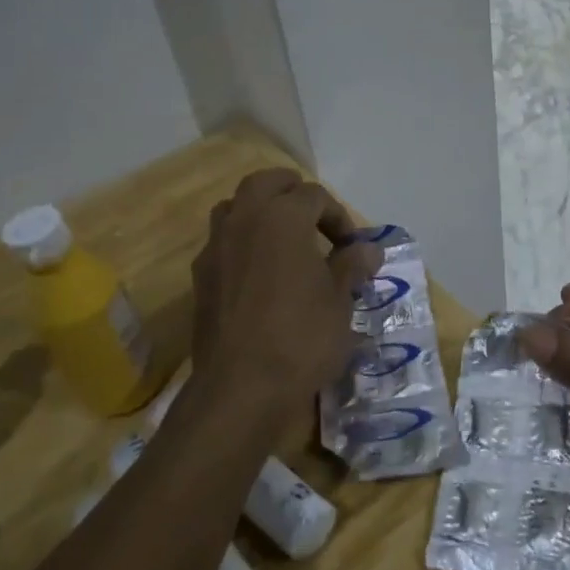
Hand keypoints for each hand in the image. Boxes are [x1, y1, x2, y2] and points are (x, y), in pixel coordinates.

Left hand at [190, 170, 379, 411]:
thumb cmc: (301, 337)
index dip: (338, 216)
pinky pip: (222, 242)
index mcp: (283, 218)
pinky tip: (260, 274)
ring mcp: (216, 247)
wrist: (241, 386)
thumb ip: (352, 266)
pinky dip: (242, 243)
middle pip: (265, 183)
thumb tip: (369, 249)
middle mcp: (244, 220)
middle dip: (292, 192)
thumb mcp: (340, 302)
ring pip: (235, 207)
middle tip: (314, 217)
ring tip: (284, 240)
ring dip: (260, 212)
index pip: (314, 196)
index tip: (351, 247)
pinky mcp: (201, 277)